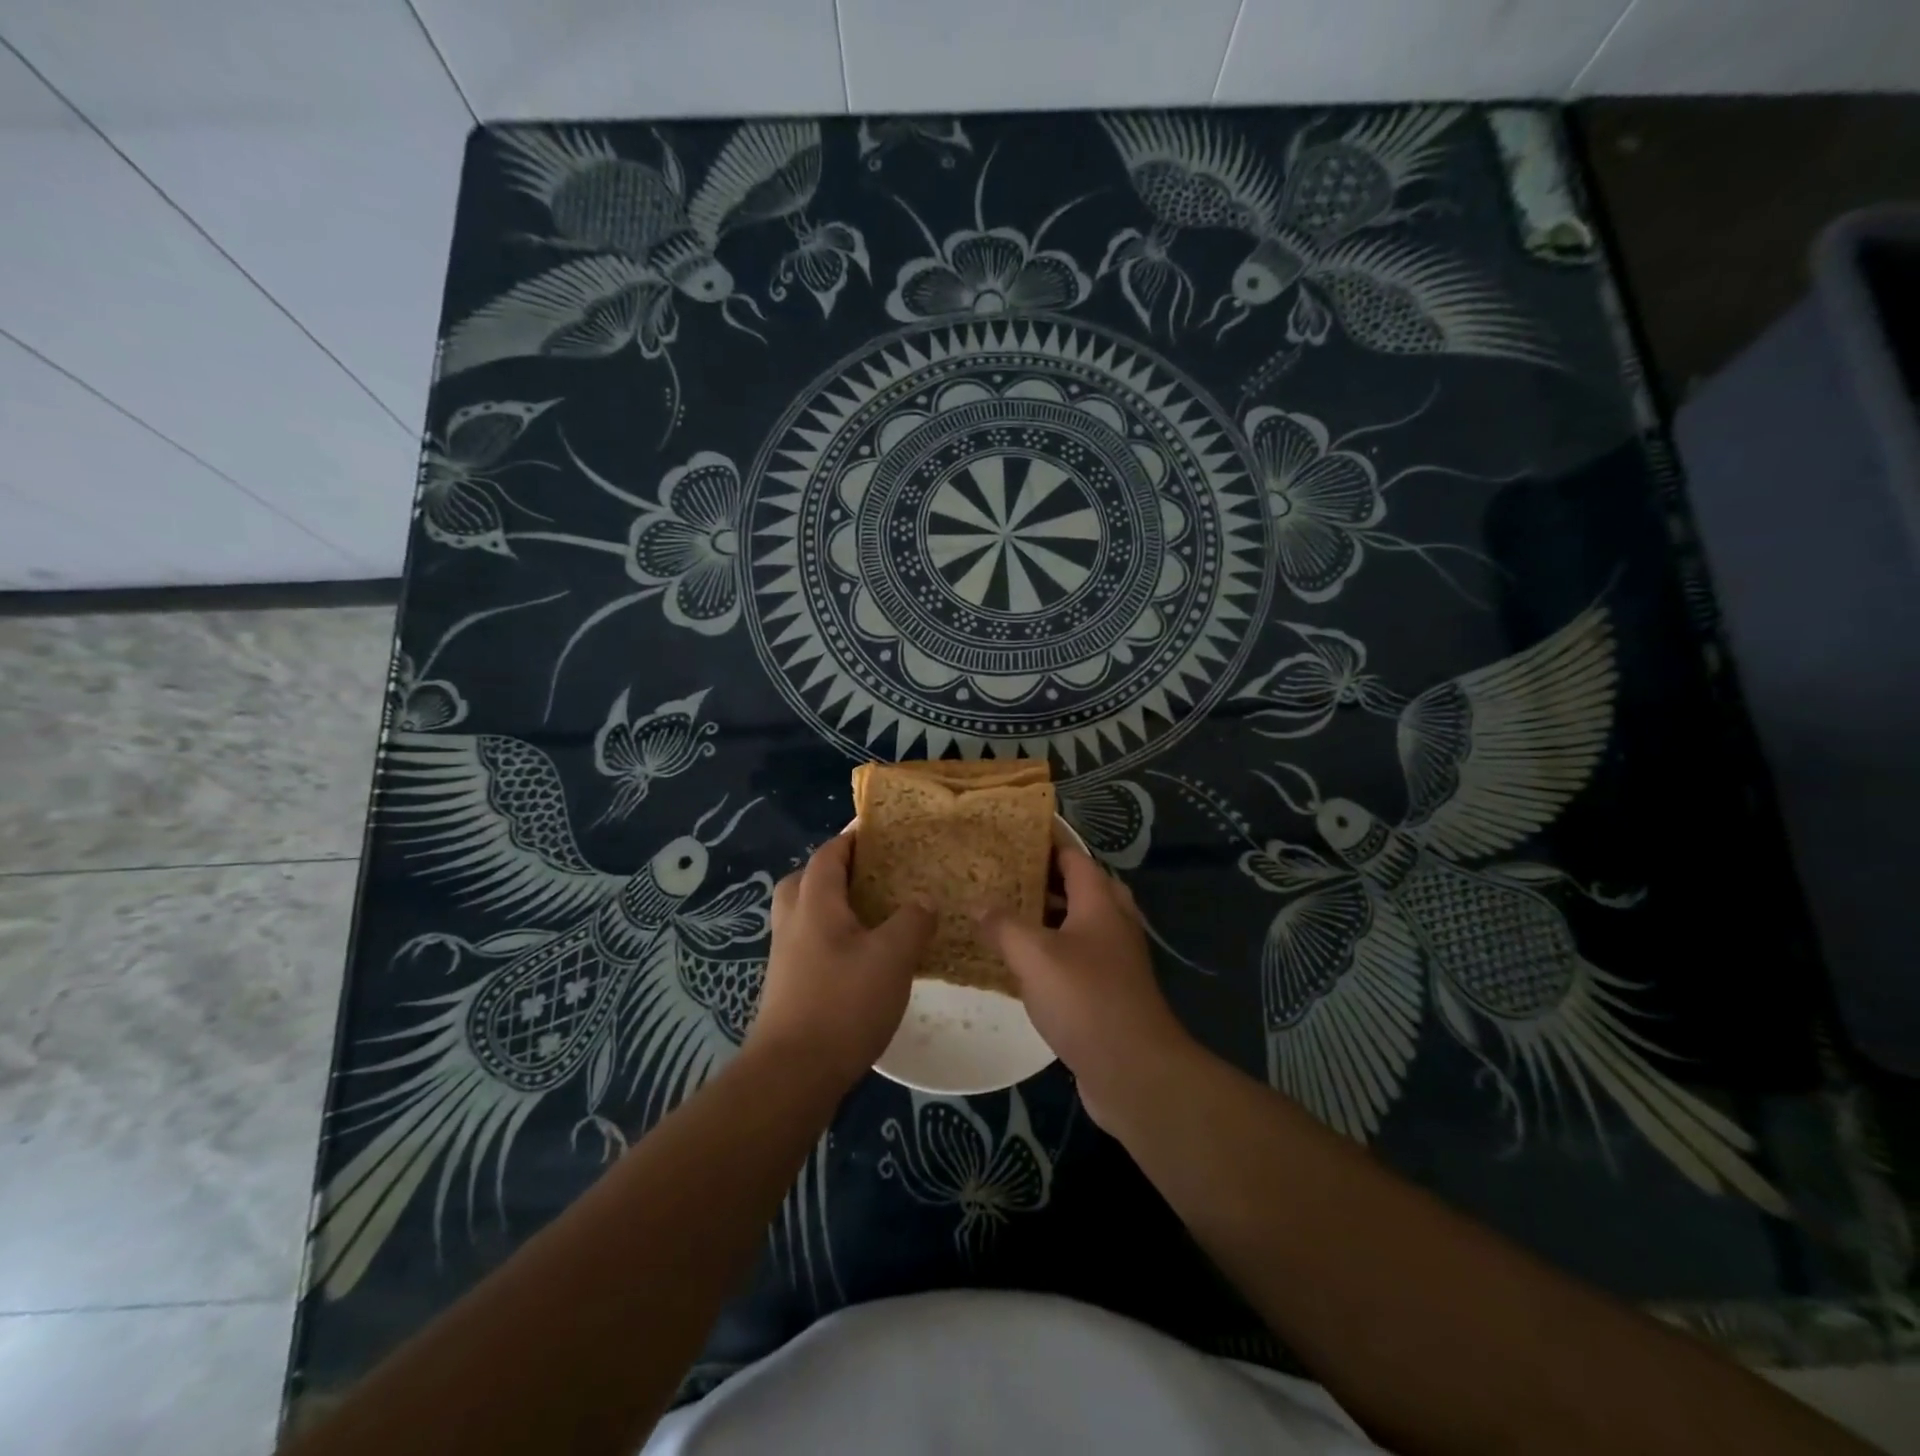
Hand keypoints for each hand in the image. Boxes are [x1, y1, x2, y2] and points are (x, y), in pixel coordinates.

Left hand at [746, 834, 934, 1088]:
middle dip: (834, 870)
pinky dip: (830, 937)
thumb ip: (912, 922)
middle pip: (805, 880)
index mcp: (815, 903)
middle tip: (870, 874)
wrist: (792, 1074)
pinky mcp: (787, 986)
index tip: (879, 831)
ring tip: (871, 915)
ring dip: (831, 905)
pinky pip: (808, 943)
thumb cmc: (843, 1004)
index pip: (829, 854)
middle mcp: (793, 922)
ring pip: (804, 913)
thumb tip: (924, 900)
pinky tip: (860, 958)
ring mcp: (785, 956)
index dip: (851, 838)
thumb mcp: (892, 958)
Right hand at [976, 848, 1195, 1127]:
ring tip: (1003, 912)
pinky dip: (1052, 950)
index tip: (1011, 833)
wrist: (1134, 1070)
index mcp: (1100, 901)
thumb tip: (979, 904)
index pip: (1073, 855)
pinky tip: (1021, 963)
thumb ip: (1003, 925)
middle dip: (1043, 878)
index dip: (1046, 841)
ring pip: (1078, 923)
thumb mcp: (1034, 956)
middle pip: (1079, 886)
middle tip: (1003, 874)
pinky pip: (1077, 956)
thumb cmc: (1085, 999)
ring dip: (1046, 916)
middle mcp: (1112, 922)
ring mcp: (1115, 958)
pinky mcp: (1109, 990)